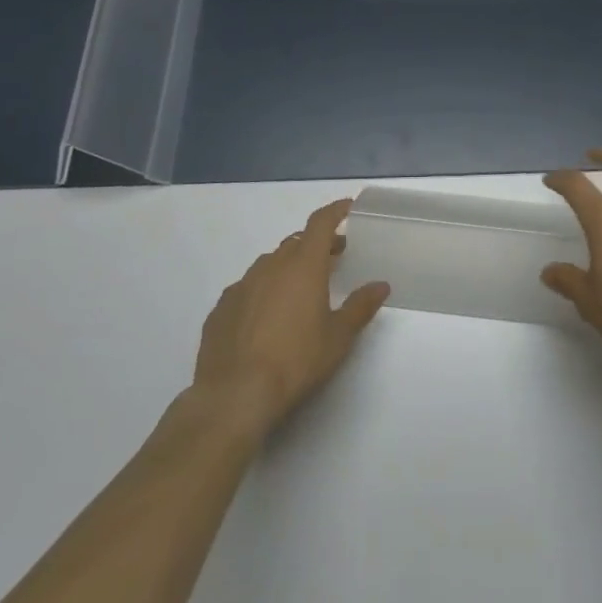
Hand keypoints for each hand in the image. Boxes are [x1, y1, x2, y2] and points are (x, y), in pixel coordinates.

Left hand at [191, 199, 389, 436]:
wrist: (234, 395)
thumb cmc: (295, 361)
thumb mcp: (338, 337)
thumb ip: (361, 306)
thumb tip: (381, 285)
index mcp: (303, 265)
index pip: (320, 223)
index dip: (335, 211)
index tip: (348, 207)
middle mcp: (270, 266)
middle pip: (296, 242)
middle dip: (316, 245)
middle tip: (334, 258)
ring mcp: (241, 286)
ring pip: (269, 264)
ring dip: (288, 267)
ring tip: (300, 290)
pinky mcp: (220, 309)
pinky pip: (247, 289)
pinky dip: (262, 291)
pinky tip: (266, 316)